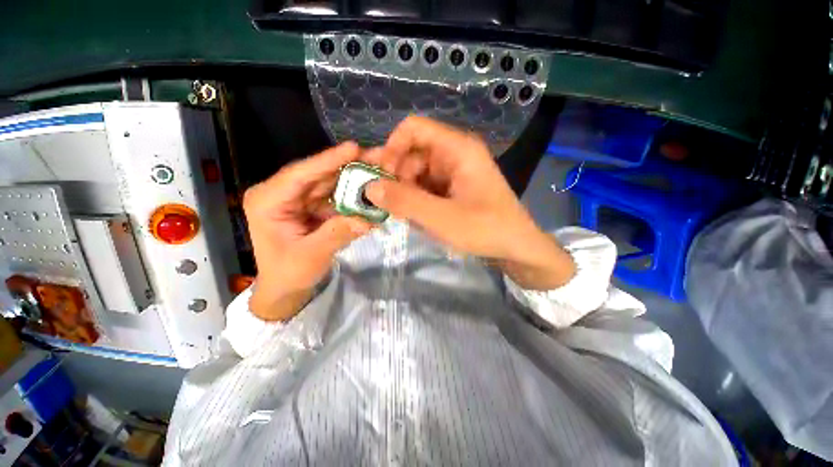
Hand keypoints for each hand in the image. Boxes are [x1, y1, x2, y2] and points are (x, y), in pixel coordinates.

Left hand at [243, 142, 372, 320]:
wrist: (285, 288)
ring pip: (330, 183)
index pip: (300, 174)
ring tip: (379, 170)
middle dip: (349, 166)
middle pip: (319, 174)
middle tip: (377, 157)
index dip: (328, 160)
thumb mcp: (311, 256)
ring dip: (355, 178)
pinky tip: (371, 190)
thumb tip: (368, 219)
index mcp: (268, 200)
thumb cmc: (288, 274)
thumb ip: (338, 234)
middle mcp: (282, 193)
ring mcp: (299, 199)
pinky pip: (336, 196)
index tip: (354, 148)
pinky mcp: (313, 206)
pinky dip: (354, 195)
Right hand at [364, 117, 575, 289]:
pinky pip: (425, 186)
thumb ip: (405, 202)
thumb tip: (369, 187)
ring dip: (404, 191)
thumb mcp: (443, 218)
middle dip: (396, 176)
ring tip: (401, 214)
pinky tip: (414, 216)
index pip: (414, 129)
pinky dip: (415, 199)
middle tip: (386, 204)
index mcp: (457, 148)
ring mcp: (454, 172)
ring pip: (416, 172)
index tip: (381, 177)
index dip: (392, 148)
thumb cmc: (486, 230)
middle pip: (412, 153)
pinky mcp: (453, 188)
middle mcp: (455, 154)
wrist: (516, 248)